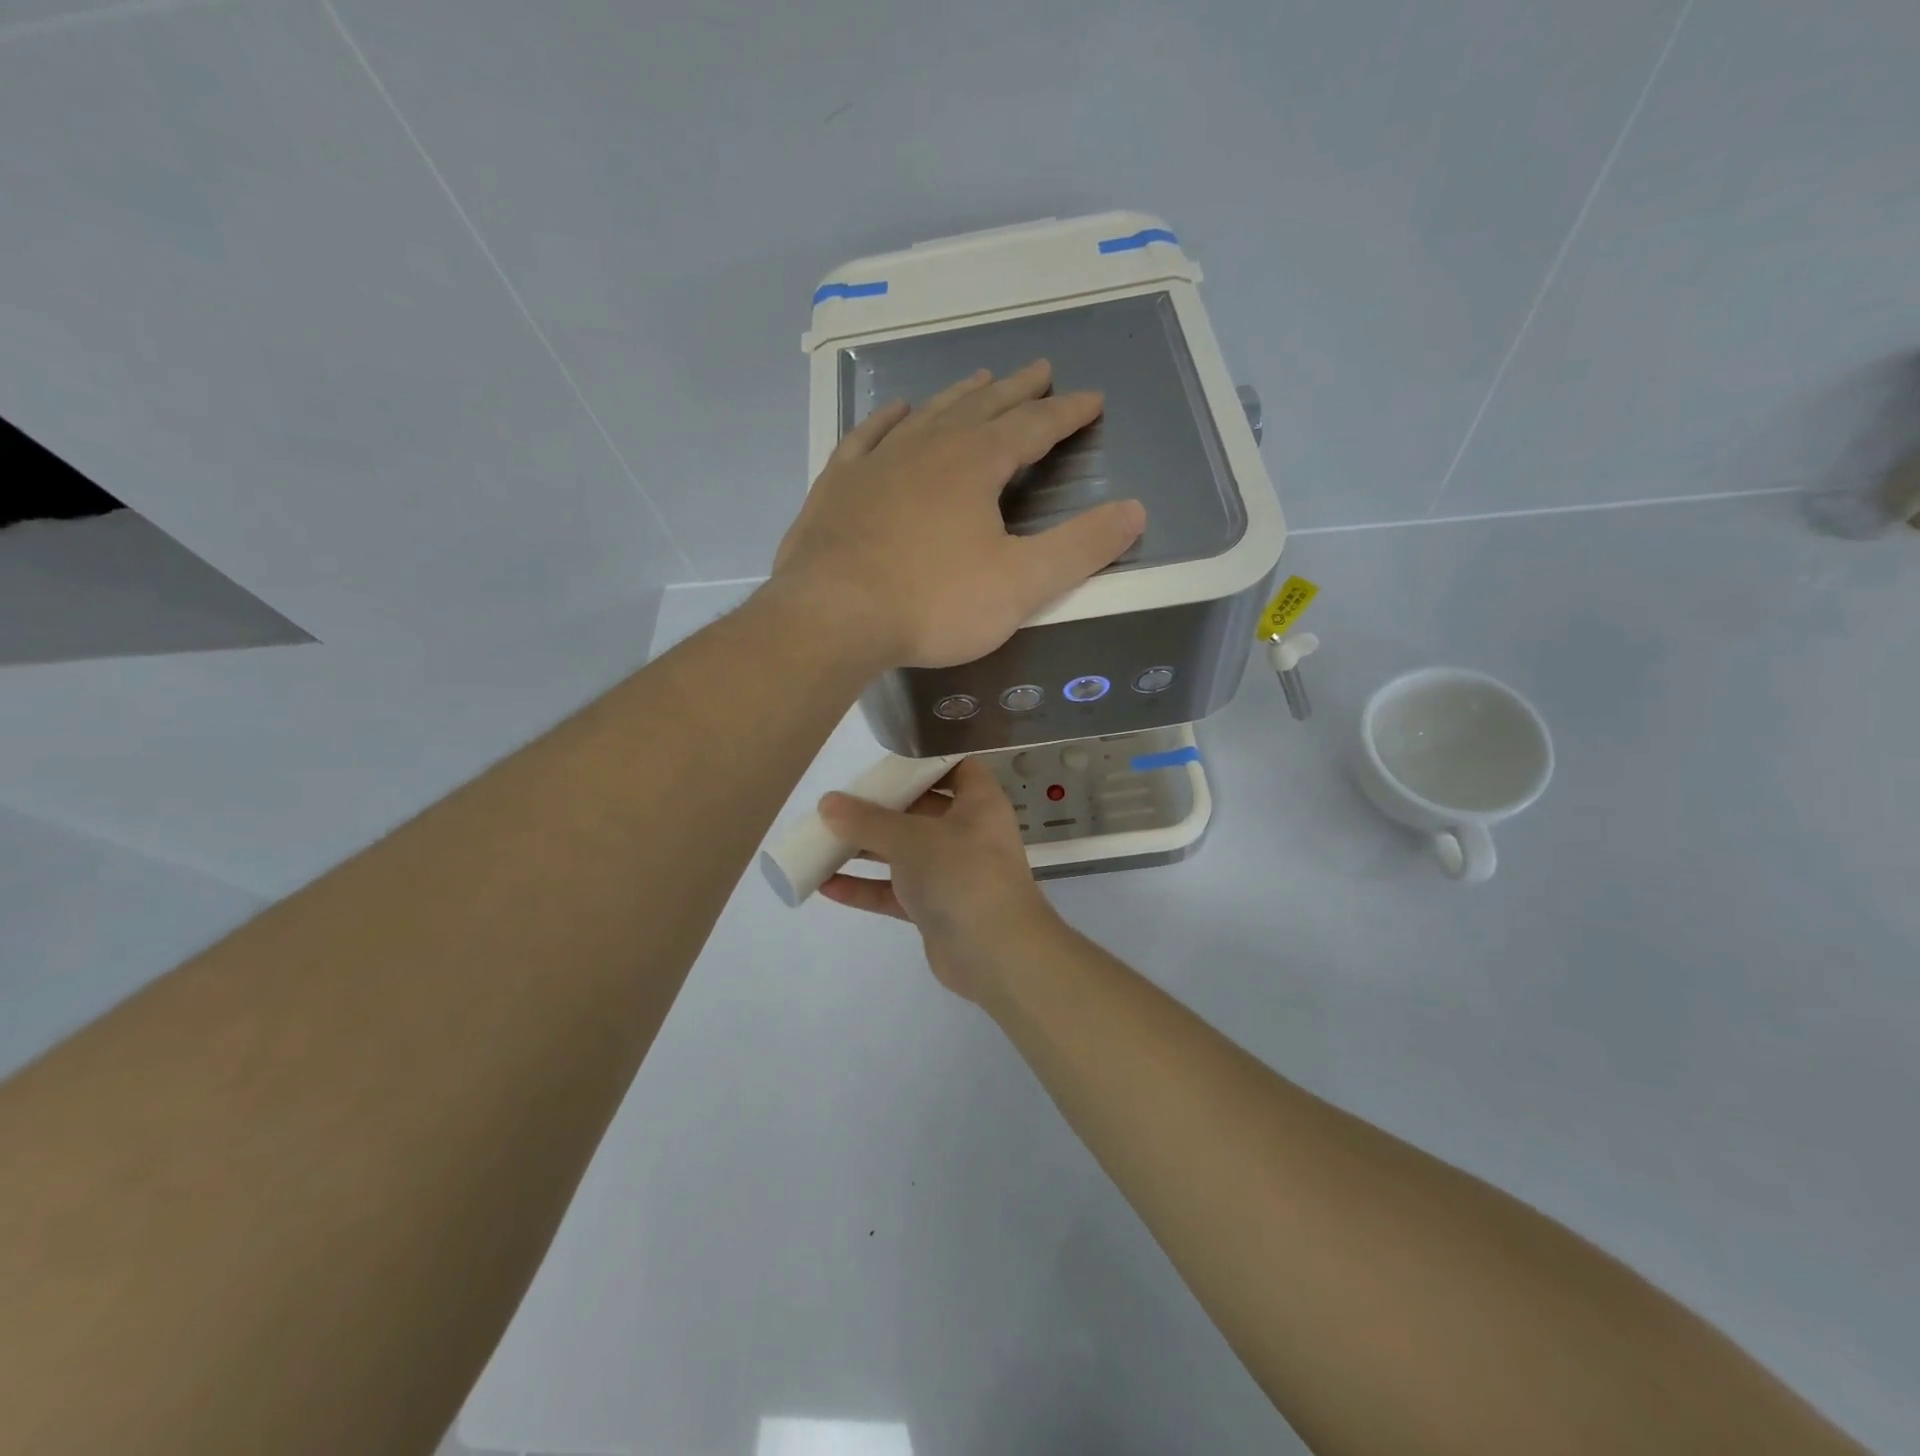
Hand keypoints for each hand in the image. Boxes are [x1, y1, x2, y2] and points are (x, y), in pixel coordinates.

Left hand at [770, 360, 1145, 668]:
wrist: (832, 616)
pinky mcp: (837, 486)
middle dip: (1017, 391)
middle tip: (1040, 370)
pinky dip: (886, 420)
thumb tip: (1135, 511)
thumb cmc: (933, 602)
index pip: (1033, 427)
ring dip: (959, 396)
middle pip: (982, 408)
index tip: (1092, 399)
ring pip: (927, 414)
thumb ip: (1081, 548)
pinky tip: (895, 411)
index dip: (1067, 413)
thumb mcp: (1021, 583)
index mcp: (975, 464)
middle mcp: (927, 447)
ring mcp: (877, 462)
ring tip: (980, 380)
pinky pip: (867, 437)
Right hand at [817, 759, 1063, 1002]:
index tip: (884, 761)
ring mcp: (952, 873)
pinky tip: (826, 884)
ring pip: (904, 852)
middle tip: (841, 803)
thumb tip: (828, 803)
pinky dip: (866, 887)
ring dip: (865, 848)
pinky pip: (896, 891)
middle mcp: (968, 833)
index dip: (924, 760)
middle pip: (921, 810)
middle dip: (881, 808)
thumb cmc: (962, 875)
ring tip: (821, 841)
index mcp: (978, 803)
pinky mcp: (936, 908)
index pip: (956, 768)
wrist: (996, 955)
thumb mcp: (912, 839)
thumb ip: (868, 821)